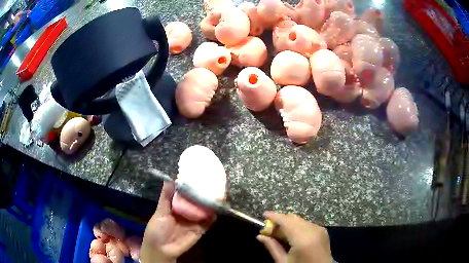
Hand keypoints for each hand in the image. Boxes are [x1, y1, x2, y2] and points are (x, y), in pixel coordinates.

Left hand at [140, 182, 213, 262]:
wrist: (162, 249)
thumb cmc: (157, 228)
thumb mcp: (160, 211)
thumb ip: (165, 197)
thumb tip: (169, 179)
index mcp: (175, 206)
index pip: (184, 194)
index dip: (190, 186)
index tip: (196, 175)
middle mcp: (185, 212)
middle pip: (195, 201)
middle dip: (202, 194)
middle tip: (210, 183)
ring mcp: (193, 221)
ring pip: (203, 210)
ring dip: (209, 204)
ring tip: (217, 194)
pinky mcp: (199, 229)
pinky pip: (207, 222)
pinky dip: (212, 217)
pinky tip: (216, 210)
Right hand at [257, 212, 331, 262]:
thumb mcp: (283, 262)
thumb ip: (272, 247)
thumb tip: (260, 236)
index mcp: (303, 239)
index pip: (286, 221)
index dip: (274, 216)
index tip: (263, 215)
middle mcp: (313, 230)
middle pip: (293, 219)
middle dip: (280, 221)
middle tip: (268, 230)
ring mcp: (320, 229)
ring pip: (300, 220)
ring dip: (288, 224)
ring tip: (278, 234)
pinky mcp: (323, 231)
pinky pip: (307, 224)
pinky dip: (297, 226)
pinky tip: (290, 235)